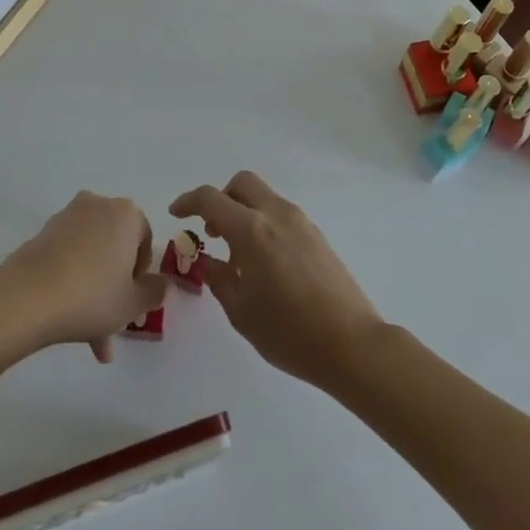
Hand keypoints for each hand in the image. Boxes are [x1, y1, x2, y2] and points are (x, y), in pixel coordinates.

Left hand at [4, 192, 167, 362]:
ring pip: (91, 255)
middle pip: (115, 247)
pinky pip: (68, 257)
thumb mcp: (134, 303)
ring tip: (90, 337)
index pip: (145, 239)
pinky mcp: (43, 232)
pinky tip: (68, 320)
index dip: (141, 274)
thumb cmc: (92, 295)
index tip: (133, 301)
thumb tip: (160, 283)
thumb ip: (155, 292)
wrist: (29, 296)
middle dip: (116, 286)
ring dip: (94, 290)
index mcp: (126, 213)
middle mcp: (97, 205)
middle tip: (113, 324)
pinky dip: (72, 281)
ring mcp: (67, 216)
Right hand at [170, 171, 382, 388]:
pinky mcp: (317, 236)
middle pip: (242, 183)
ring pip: (263, 197)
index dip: (188, 201)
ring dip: (243, 211)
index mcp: (252, 230)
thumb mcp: (241, 312)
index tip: (176, 213)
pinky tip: (264, 261)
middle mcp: (276, 215)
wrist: (353, 345)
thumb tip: (207, 261)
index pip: (211, 199)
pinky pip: (280, 214)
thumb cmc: (290, 332)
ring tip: (238, 254)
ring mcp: (301, 222)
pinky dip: (263, 223)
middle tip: (212, 231)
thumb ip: (218, 278)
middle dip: (221, 199)